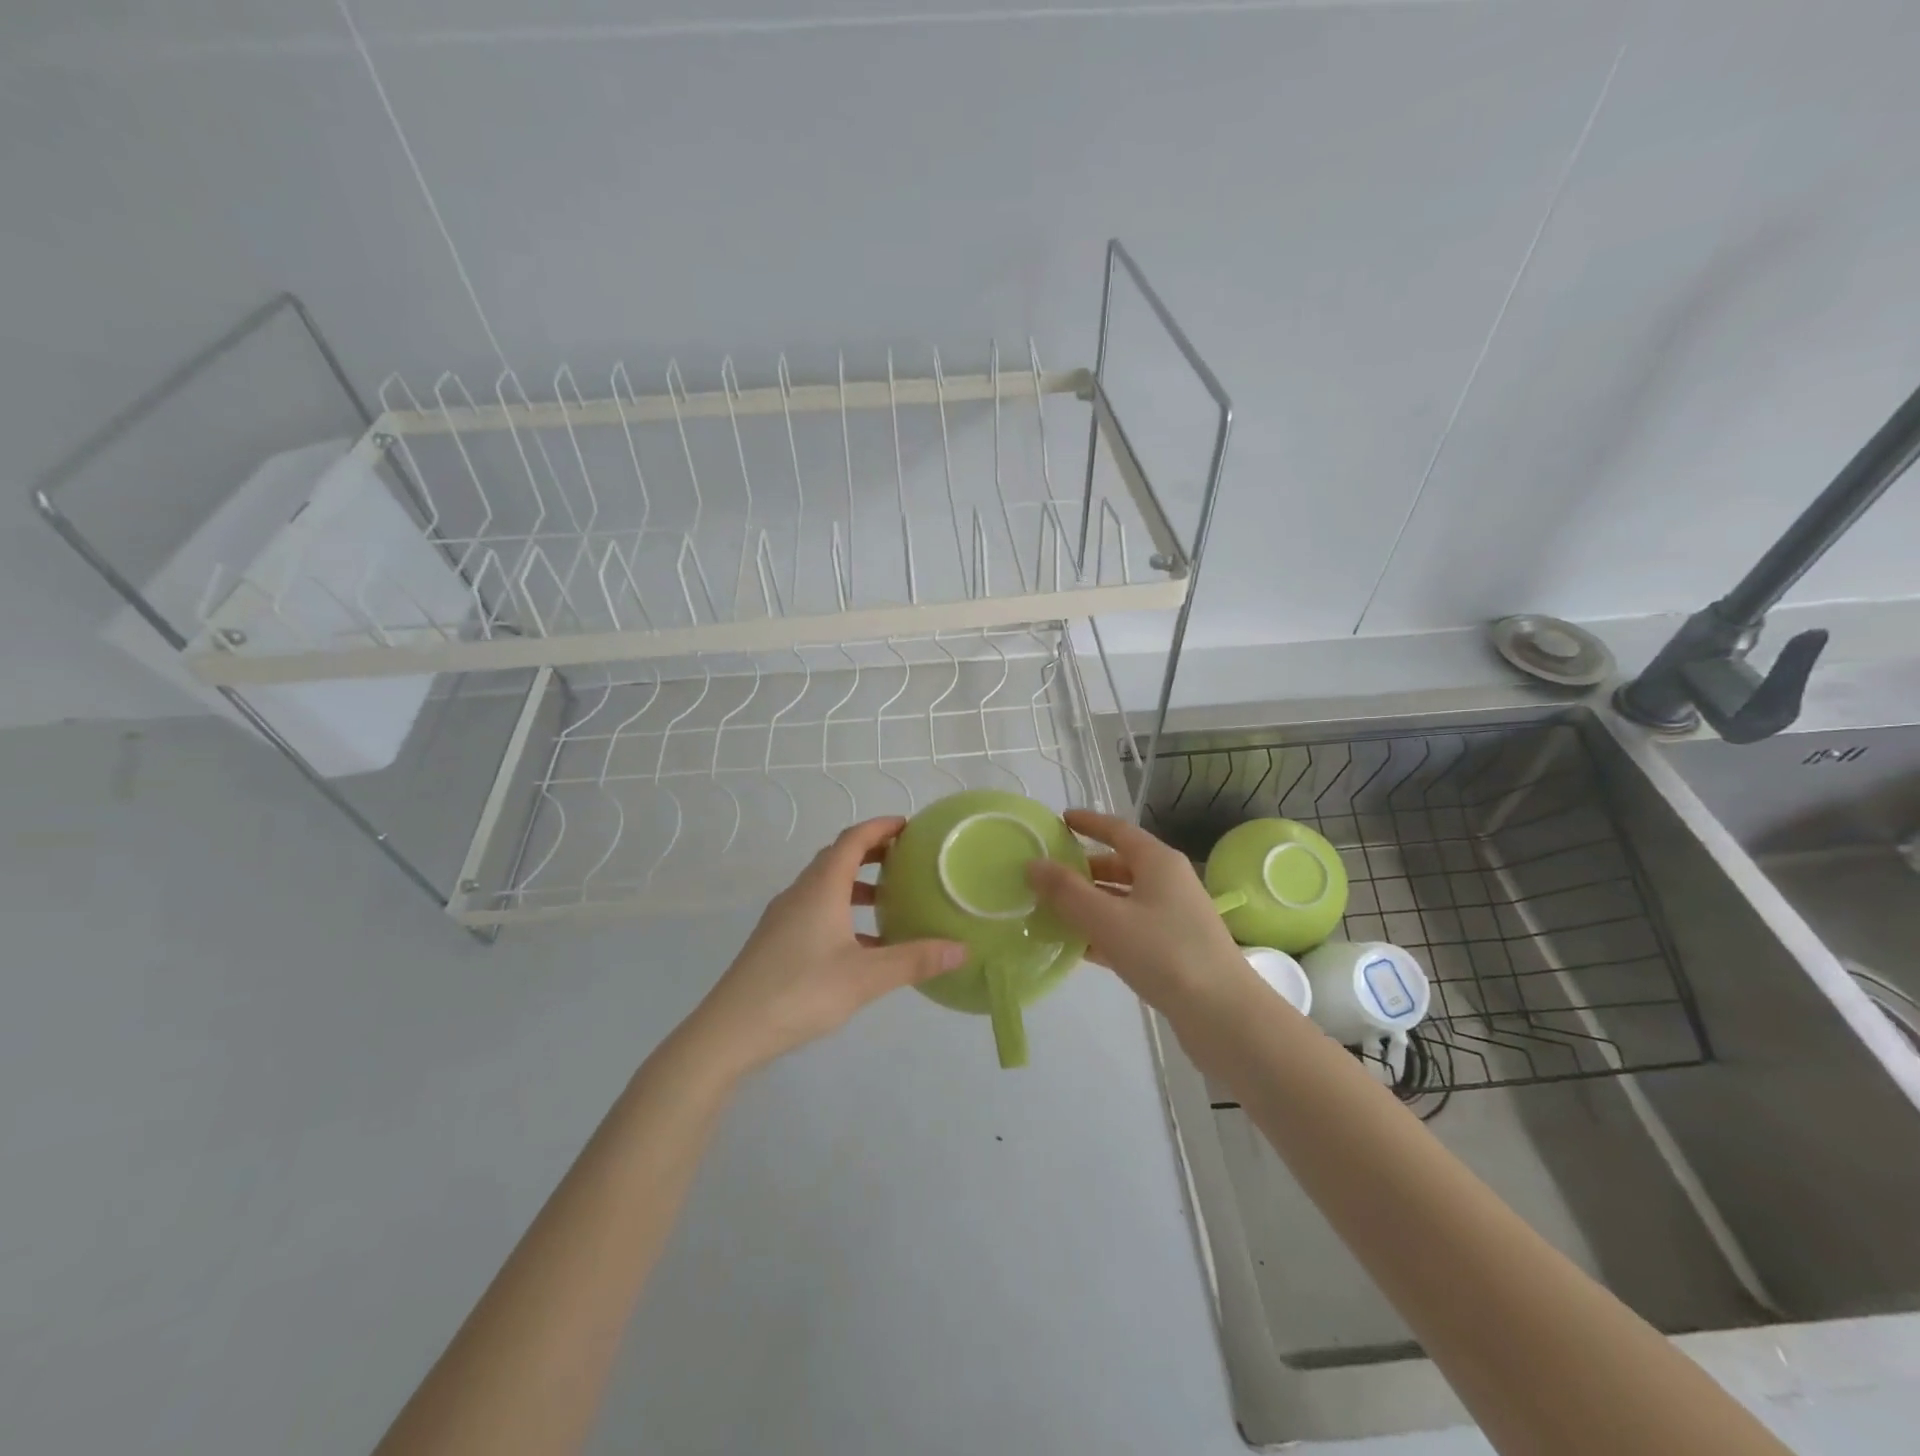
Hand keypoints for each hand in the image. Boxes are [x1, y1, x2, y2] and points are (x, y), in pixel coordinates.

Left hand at [685, 817, 966, 1076]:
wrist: (730, 1031)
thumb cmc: (800, 992)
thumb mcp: (865, 978)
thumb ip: (914, 960)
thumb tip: (962, 948)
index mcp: (821, 888)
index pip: (852, 840)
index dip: (880, 827)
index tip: (909, 826)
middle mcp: (800, 893)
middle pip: (838, 857)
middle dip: (872, 852)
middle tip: (906, 859)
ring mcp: (784, 917)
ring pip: (825, 885)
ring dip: (857, 884)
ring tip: (890, 899)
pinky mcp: (776, 941)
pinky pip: (816, 909)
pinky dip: (842, 911)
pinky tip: (862, 944)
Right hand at [1026, 809, 1254, 1019]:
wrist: (1223, 1014)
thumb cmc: (1164, 953)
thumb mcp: (1107, 919)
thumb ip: (1066, 891)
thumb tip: (1033, 864)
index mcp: (1158, 862)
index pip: (1117, 830)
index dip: (1088, 823)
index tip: (1060, 821)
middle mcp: (1168, 882)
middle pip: (1119, 865)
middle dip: (1083, 869)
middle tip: (1047, 875)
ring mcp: (1173, 917)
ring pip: (1123, 900)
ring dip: (1090, 903)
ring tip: (1052, 911)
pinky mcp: (1173, 949)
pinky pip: (1130, 929)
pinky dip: (1104, 932)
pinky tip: (1077, 948)